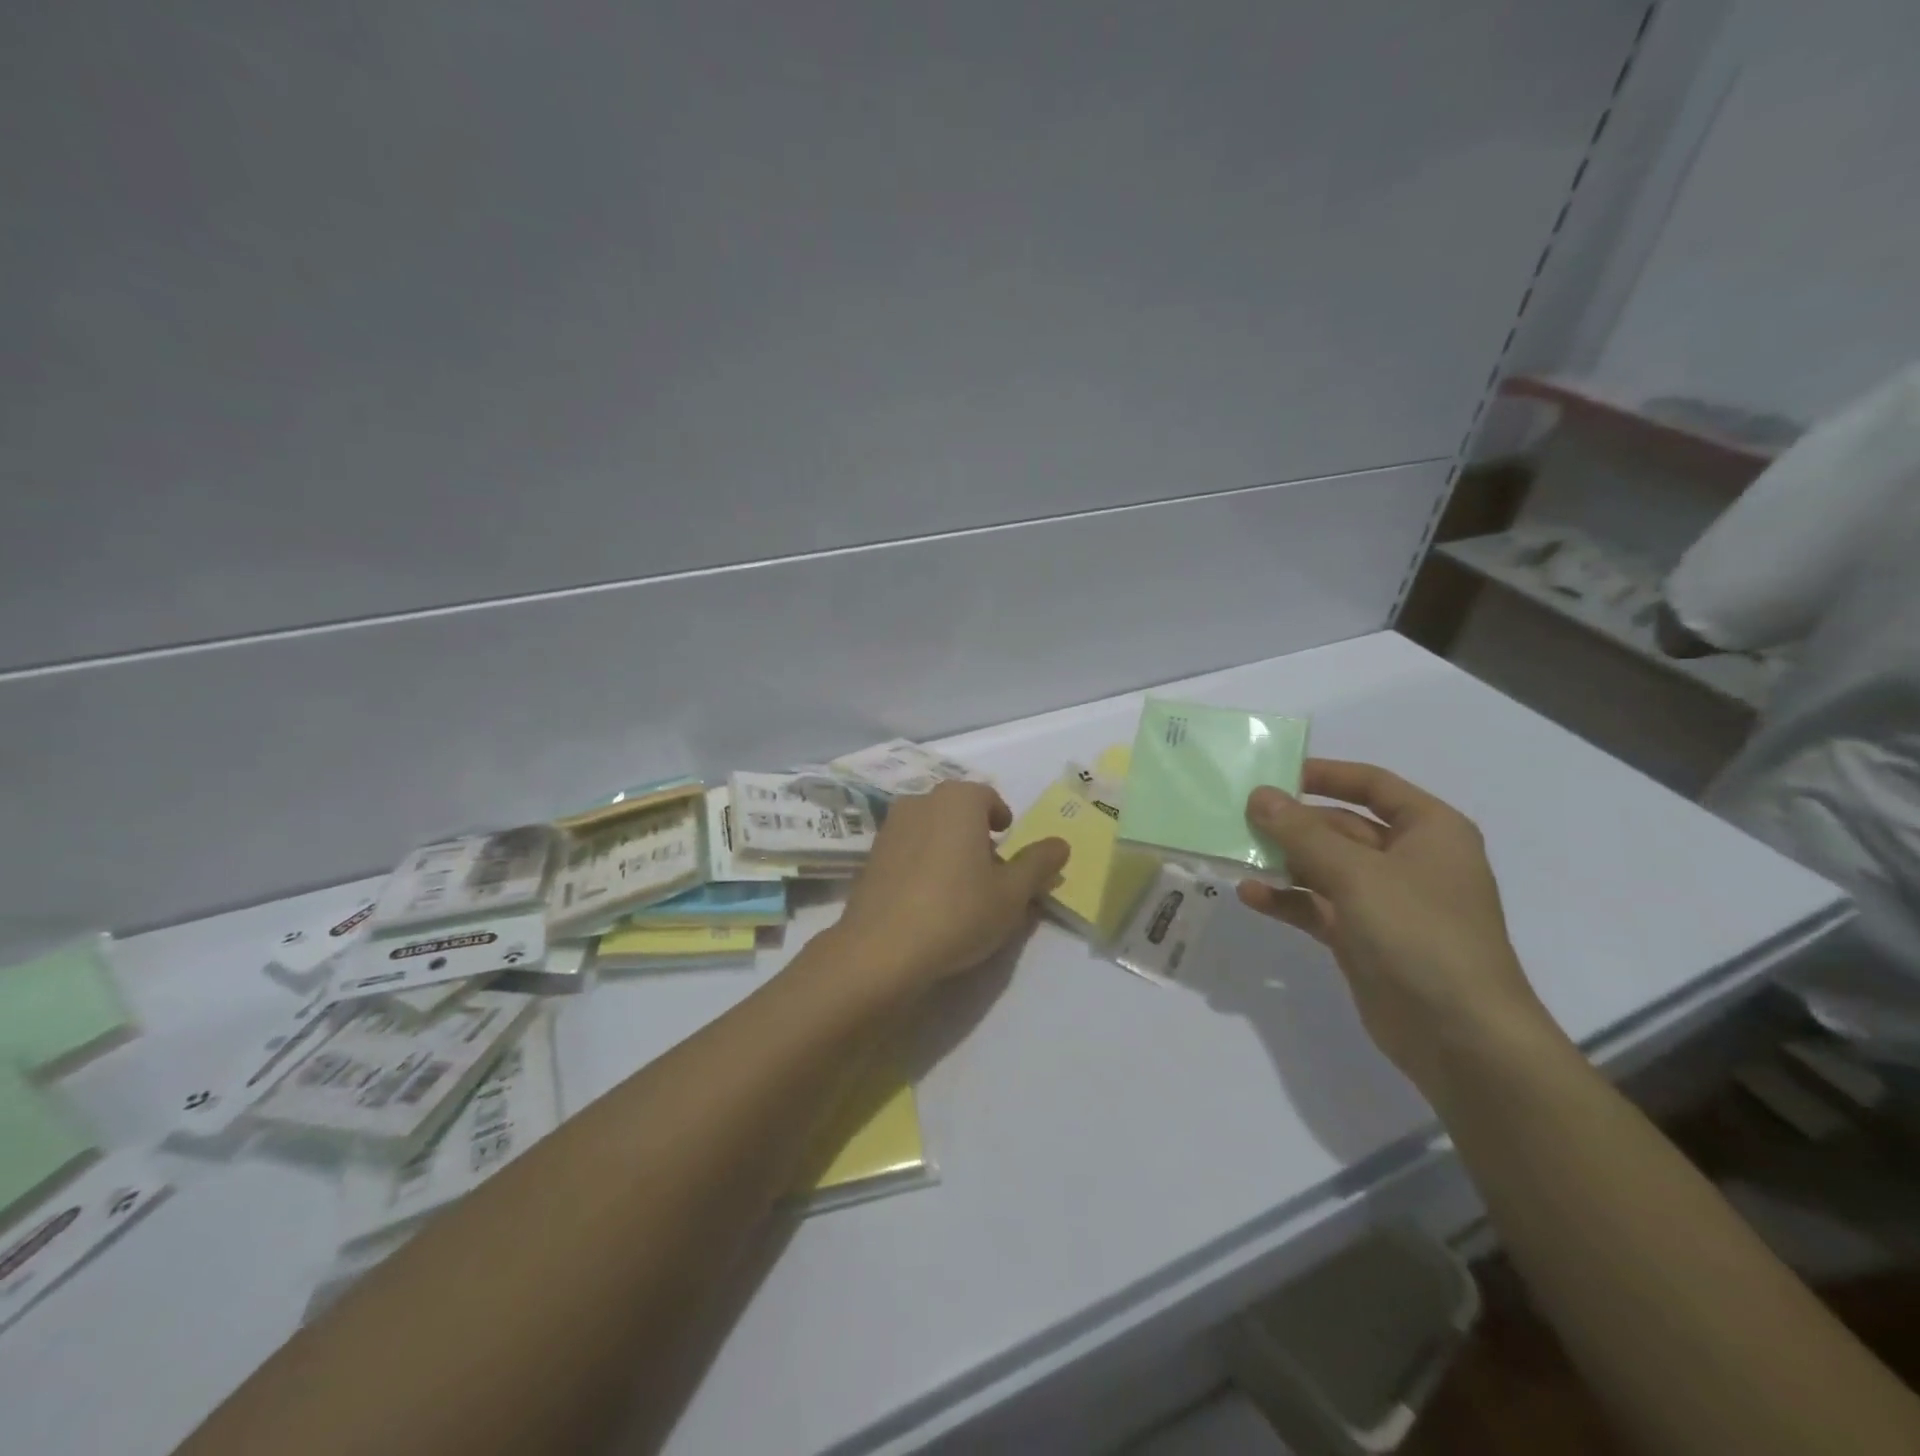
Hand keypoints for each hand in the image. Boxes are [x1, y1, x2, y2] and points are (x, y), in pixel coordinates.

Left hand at [830, 780, 1069, 995]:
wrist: (882, 949)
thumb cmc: (958, 912)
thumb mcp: (1012, 893)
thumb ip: (1038, 864)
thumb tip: (1061, 843)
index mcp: (957, 800)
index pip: (987, 797)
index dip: (1001, 819)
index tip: (1008, 845)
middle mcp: (920, 802)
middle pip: (956, 810)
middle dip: (975, 832)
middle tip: (990, 869)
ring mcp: (890, 828)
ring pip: (930, 828)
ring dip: (947, 846)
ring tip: (959, 886)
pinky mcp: (870, 857)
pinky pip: (907, 850)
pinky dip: (921, 863)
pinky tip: (928, 899)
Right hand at [1238, 759, 1563, 1093]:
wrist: (1460, 1036)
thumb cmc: (1419, 933)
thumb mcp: (1357, 873)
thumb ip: (1302, 832)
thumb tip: (1259, 795)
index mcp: (1429, 831)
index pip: (1373, 785)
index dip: (1326, 775)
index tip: (1275, 774)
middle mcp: (1410, 860)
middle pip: (1342, 827)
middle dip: (1293, 824)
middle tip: (1240, 818)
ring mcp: (1386, 902)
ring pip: (1325, 868)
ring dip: (1284, 862)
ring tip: (1237, 856)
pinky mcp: (1363, 938)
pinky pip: (1318, 906)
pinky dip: (1287, 899)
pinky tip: (1250, 896)